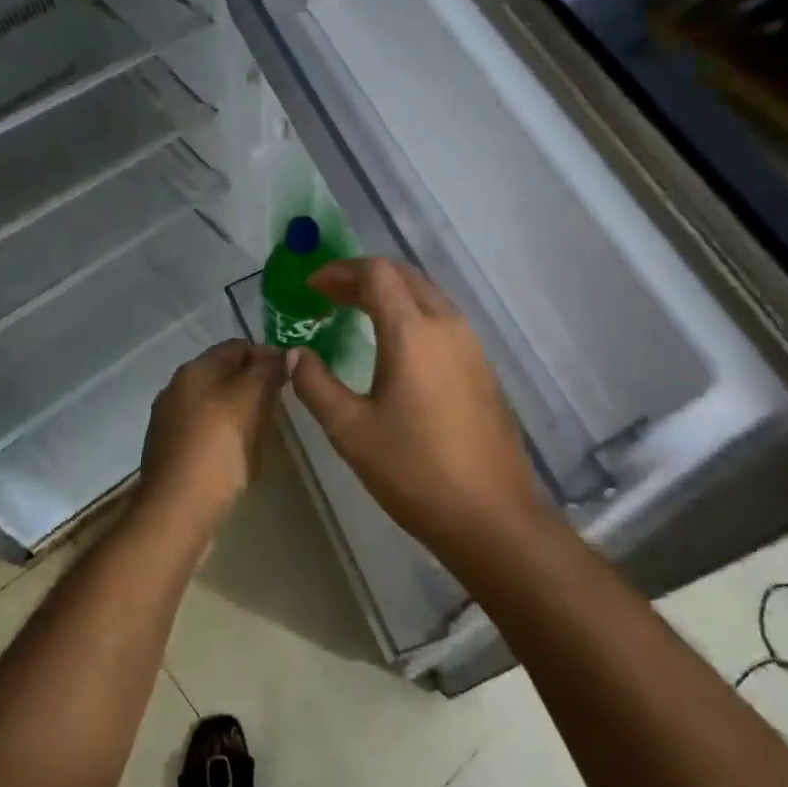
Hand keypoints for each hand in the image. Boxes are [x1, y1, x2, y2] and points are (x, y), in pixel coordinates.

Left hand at [135, 341, 286, 537]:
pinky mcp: (171, 451)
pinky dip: (227, 437)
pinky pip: (207, 433)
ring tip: (264, 436)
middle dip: (255, 387)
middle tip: (280, 410)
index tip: (292, 377)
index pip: (237, 347)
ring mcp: (170, 421)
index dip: (267, 356)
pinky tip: (240, 458)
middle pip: (226, 376)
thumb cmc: (217, 449)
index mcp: (194, 370)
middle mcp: (177, 389)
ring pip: (217, 405)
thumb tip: (283, 353)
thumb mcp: (249, 400)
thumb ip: (266, 371)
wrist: (177, 510)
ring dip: (243, 414)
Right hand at [287, 259, 550, 557]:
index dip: (340, 272)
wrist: (491, 515)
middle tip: (330, 296)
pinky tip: (396, 346)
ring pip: (428, 296)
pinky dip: (413, 315)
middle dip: (364, 277)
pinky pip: (444, 321)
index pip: (376, 274)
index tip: (311, 287)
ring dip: (391, 294)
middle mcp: (448, 326)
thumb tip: (296, 355)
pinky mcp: (483, 368)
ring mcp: (472, 346)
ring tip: (357, 314)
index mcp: (413, 333)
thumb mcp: (351, 431)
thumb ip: (316, 385)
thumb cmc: (414, 472)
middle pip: (405, 276)